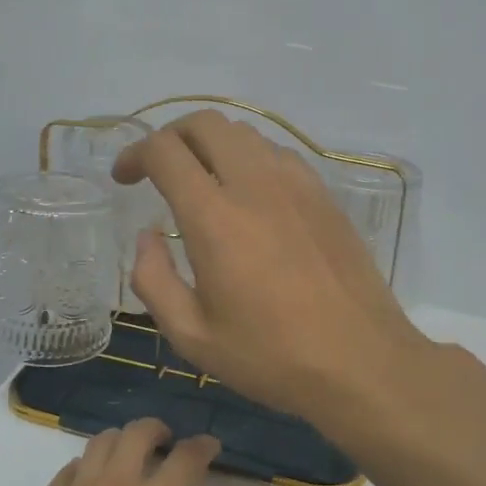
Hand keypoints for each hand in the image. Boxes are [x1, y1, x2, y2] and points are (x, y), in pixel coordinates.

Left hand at [0, 419, 267, 485]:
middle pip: (137, 433)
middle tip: (168, 440)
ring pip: (98, 444)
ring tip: (129, 456)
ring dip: (120, 441)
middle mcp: (116, 484)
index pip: (187, 454)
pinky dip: (85, 467)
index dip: (203, 446)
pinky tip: (89, 482)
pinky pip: (66, 473)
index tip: (210, 448)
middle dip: (158, 430)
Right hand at [112, 110, 432, 429]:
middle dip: (171, 136)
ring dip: (212, 146)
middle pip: (206, 123)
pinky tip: (250, 198)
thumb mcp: (192, 336)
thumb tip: (147, 238)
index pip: (166, 150)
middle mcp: (255, 185)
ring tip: (202, 183)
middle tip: (159, 170)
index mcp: (215, 218)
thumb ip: (154, 280)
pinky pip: (278, 155)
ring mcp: (297, 184)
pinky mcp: (325, 196)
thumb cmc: (270, 356)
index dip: (135, 154)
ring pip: (245, 134)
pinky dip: (250, 161)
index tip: (124, 179)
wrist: (361, 362)